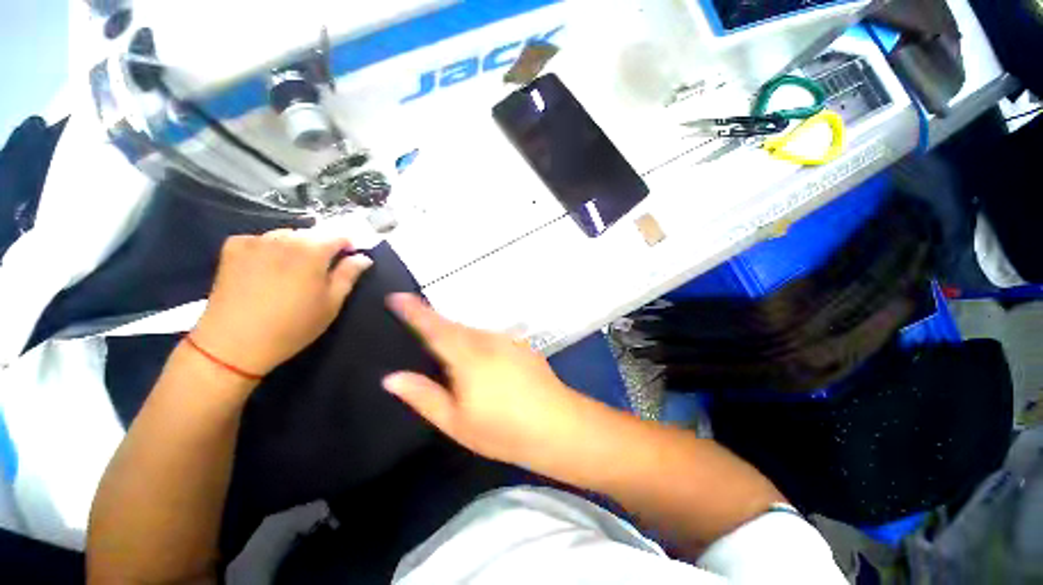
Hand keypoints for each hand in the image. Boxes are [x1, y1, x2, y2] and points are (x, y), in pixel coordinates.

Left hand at [192, 229, 372, 376]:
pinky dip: (268, 247)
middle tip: (322, 268)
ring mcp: (256, 241)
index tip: (350, 256)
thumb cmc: (293, 326)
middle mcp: (284, 239)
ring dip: (295, 246)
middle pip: (311, 234)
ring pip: (285, 235)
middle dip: (322, 246)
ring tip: (293, 268)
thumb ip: (348, 275)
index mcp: (312, 252)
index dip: (348, 245)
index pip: (337, 237)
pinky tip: (265, 265)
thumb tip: (363, 258)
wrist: (234, 343)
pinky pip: (259, 239)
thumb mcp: (331, 303)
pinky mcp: (233, 248)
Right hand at [384, 294, 594, 471]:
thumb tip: (392, 377)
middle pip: (454, 326)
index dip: (415, 311)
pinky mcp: (522, 345)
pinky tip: (481, 362)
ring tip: (448, 354)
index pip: (435, 327)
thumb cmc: (503, 429)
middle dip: (435, 325)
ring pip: (473, 331)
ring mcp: (508, 340)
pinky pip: (490, 337)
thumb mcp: (456, 422)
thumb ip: (424, 396)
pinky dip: (477, 343)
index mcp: (468, 356)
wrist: (558, 424)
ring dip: (457, 336)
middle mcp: (488, 339)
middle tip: (419, 329)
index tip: (397, 296)